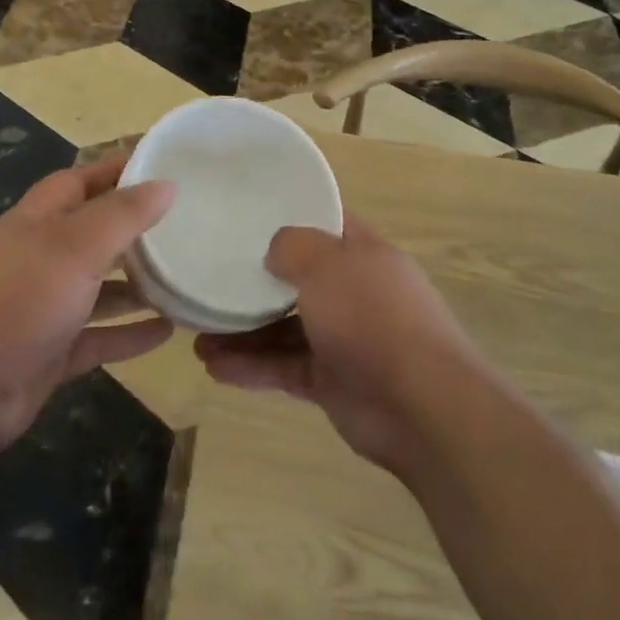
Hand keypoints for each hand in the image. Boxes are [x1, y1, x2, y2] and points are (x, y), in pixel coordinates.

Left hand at [0, 158, 174, 455]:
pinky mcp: (50, 352)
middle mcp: (40, 258)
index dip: (118, 171)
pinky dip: (129, 333)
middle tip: (185, 226)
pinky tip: (167, 333)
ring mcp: (44, 307)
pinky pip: (98, 337)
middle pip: (93, 234)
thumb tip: (166, 183)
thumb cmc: (15, 301)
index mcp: (38, 221)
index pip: (81, 181)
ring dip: (136, 284)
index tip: (163, 166)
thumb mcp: (73, 248)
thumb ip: (121, 215)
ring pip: (99, 288)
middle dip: (134, 229)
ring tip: (184, 279)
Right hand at [195, 215, 485, 474]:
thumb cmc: (373, 317)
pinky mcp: (332, 381)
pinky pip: (284, 367)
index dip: (290, 214)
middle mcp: (354, 292)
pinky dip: (252, 367)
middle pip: (298, 278)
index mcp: (363, 254)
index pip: (325, 223)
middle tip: (210, 280)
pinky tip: (214, 368)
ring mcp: (344, 339)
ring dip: (243, 332)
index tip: (247, 213)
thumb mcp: (327, 263)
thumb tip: (275, 250)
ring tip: (197, 336)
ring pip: (284, 328)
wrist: (422, 407)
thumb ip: (293, 247)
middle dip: (254, 282)